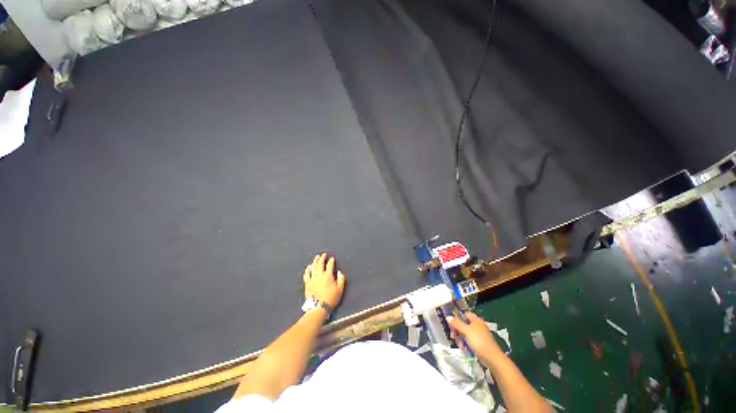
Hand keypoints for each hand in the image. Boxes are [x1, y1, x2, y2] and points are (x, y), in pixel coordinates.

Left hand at [303, 253, 345, 308]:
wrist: (318, 307)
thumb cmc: (331, 298)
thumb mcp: (340, 289)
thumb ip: (341, 279)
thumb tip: (339, 272)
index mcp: (328, 276)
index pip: (330, 265)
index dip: (331, 261)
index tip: (332, 259)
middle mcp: (319, 275)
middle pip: (320, 264)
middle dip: (322, 258)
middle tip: (323, 254)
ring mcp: (312, 279)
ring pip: (313, 267)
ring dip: (315, 261)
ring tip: (317, 257)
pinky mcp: (307, 283)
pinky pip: (307, 274)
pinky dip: (308, 269)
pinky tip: (309, 266)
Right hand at [447, 312, 501, 360]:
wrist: (493, 358)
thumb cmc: (479, 342)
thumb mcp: (466, 331)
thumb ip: (457, 323)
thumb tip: (448, 317)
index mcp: (475, 320)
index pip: (464, 314)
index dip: (457, 317)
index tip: (451, 324)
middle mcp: (477, 325)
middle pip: (463, 323)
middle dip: (457, 329)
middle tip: (453, 336)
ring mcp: (479, 334)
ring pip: (465, 332)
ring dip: (460, 337)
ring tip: (459, 344)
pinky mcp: (479, 342)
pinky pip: (469, 339)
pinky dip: (465, 342)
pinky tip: (464, 348)